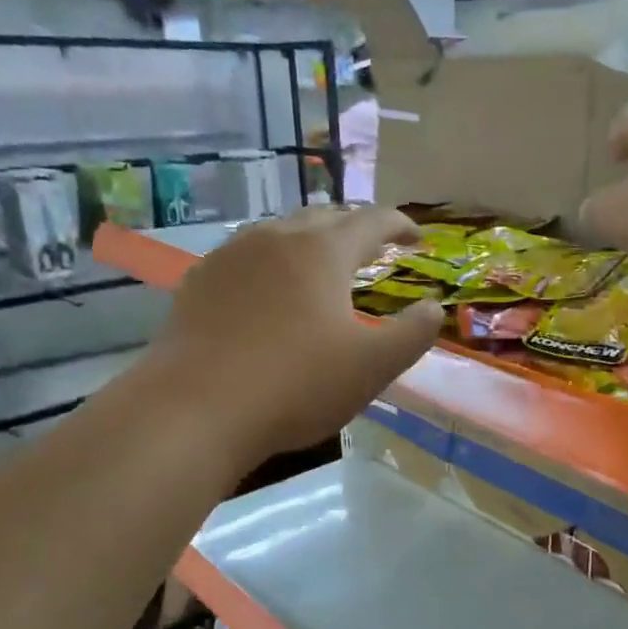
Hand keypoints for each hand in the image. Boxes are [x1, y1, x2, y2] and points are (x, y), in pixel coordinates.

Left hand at [142, 207, 442, 463]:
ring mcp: (230, 257)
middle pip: (324, 218)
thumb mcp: (373, 366)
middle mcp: (275, 238)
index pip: (371, 221)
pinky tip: (269, 292)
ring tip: (324, 265)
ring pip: (281, 233)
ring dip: (311, 242)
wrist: (193, 410)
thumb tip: (433, 307)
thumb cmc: (296, 384)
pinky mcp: (199, 283)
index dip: (400, 225)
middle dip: (355, 229)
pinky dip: (272, 264)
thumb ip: (413, 333)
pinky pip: (246, 257)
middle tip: (374, 249)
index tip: (417, 238)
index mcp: (322, 251)